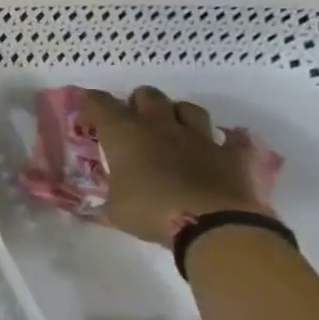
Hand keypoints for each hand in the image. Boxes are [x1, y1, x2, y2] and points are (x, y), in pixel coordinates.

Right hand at [80, 87, 273, 248]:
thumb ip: (108, 200)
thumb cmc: (150, 211)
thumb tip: (98, 207)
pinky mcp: (230, 154)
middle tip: (133, 122)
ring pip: (188, 108)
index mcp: (123, 133)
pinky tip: (218, 151)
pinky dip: (224, 144)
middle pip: (147, 94)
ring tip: (173, 129)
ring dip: (178, 114)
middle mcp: (159, 125)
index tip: (87, 108)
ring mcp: (198, 137)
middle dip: (138, 103)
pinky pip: (231, 140)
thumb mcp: (115, 210)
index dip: (91, 102)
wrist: (212, 224)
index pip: (100, 102)